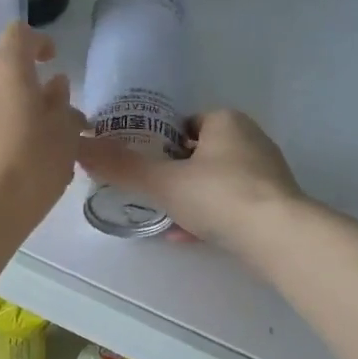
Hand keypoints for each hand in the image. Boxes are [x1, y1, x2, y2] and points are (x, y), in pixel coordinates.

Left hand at [0, 24, 84, 228]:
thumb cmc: (31, 168)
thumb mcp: (64, 136)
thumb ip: (61, 104)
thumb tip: (54, 87)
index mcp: (5, 70)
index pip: (18, 35)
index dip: (37, 43)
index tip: (50, 60)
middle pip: (1, 71)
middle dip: (23, 88)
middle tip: (45, 118)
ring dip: (3, 111)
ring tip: (23, 145)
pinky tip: (1, 162)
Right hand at [79, 109, 303, 250]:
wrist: (278, 236)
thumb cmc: (219, 195)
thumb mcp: (162, 182)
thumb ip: (121, 167)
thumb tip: (79, 148)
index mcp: (226, 122)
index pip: (186, 124)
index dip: (161, 143)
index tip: (143, 165)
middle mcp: (250, 140)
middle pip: (200, 154)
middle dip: (175, 174)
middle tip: (150, 194)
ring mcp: (265, 174)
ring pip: (215, 183)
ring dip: (190, 199)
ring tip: (165, 218)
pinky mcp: (274, 205)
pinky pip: (231, 206)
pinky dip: (209, 217)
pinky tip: (187, 236)